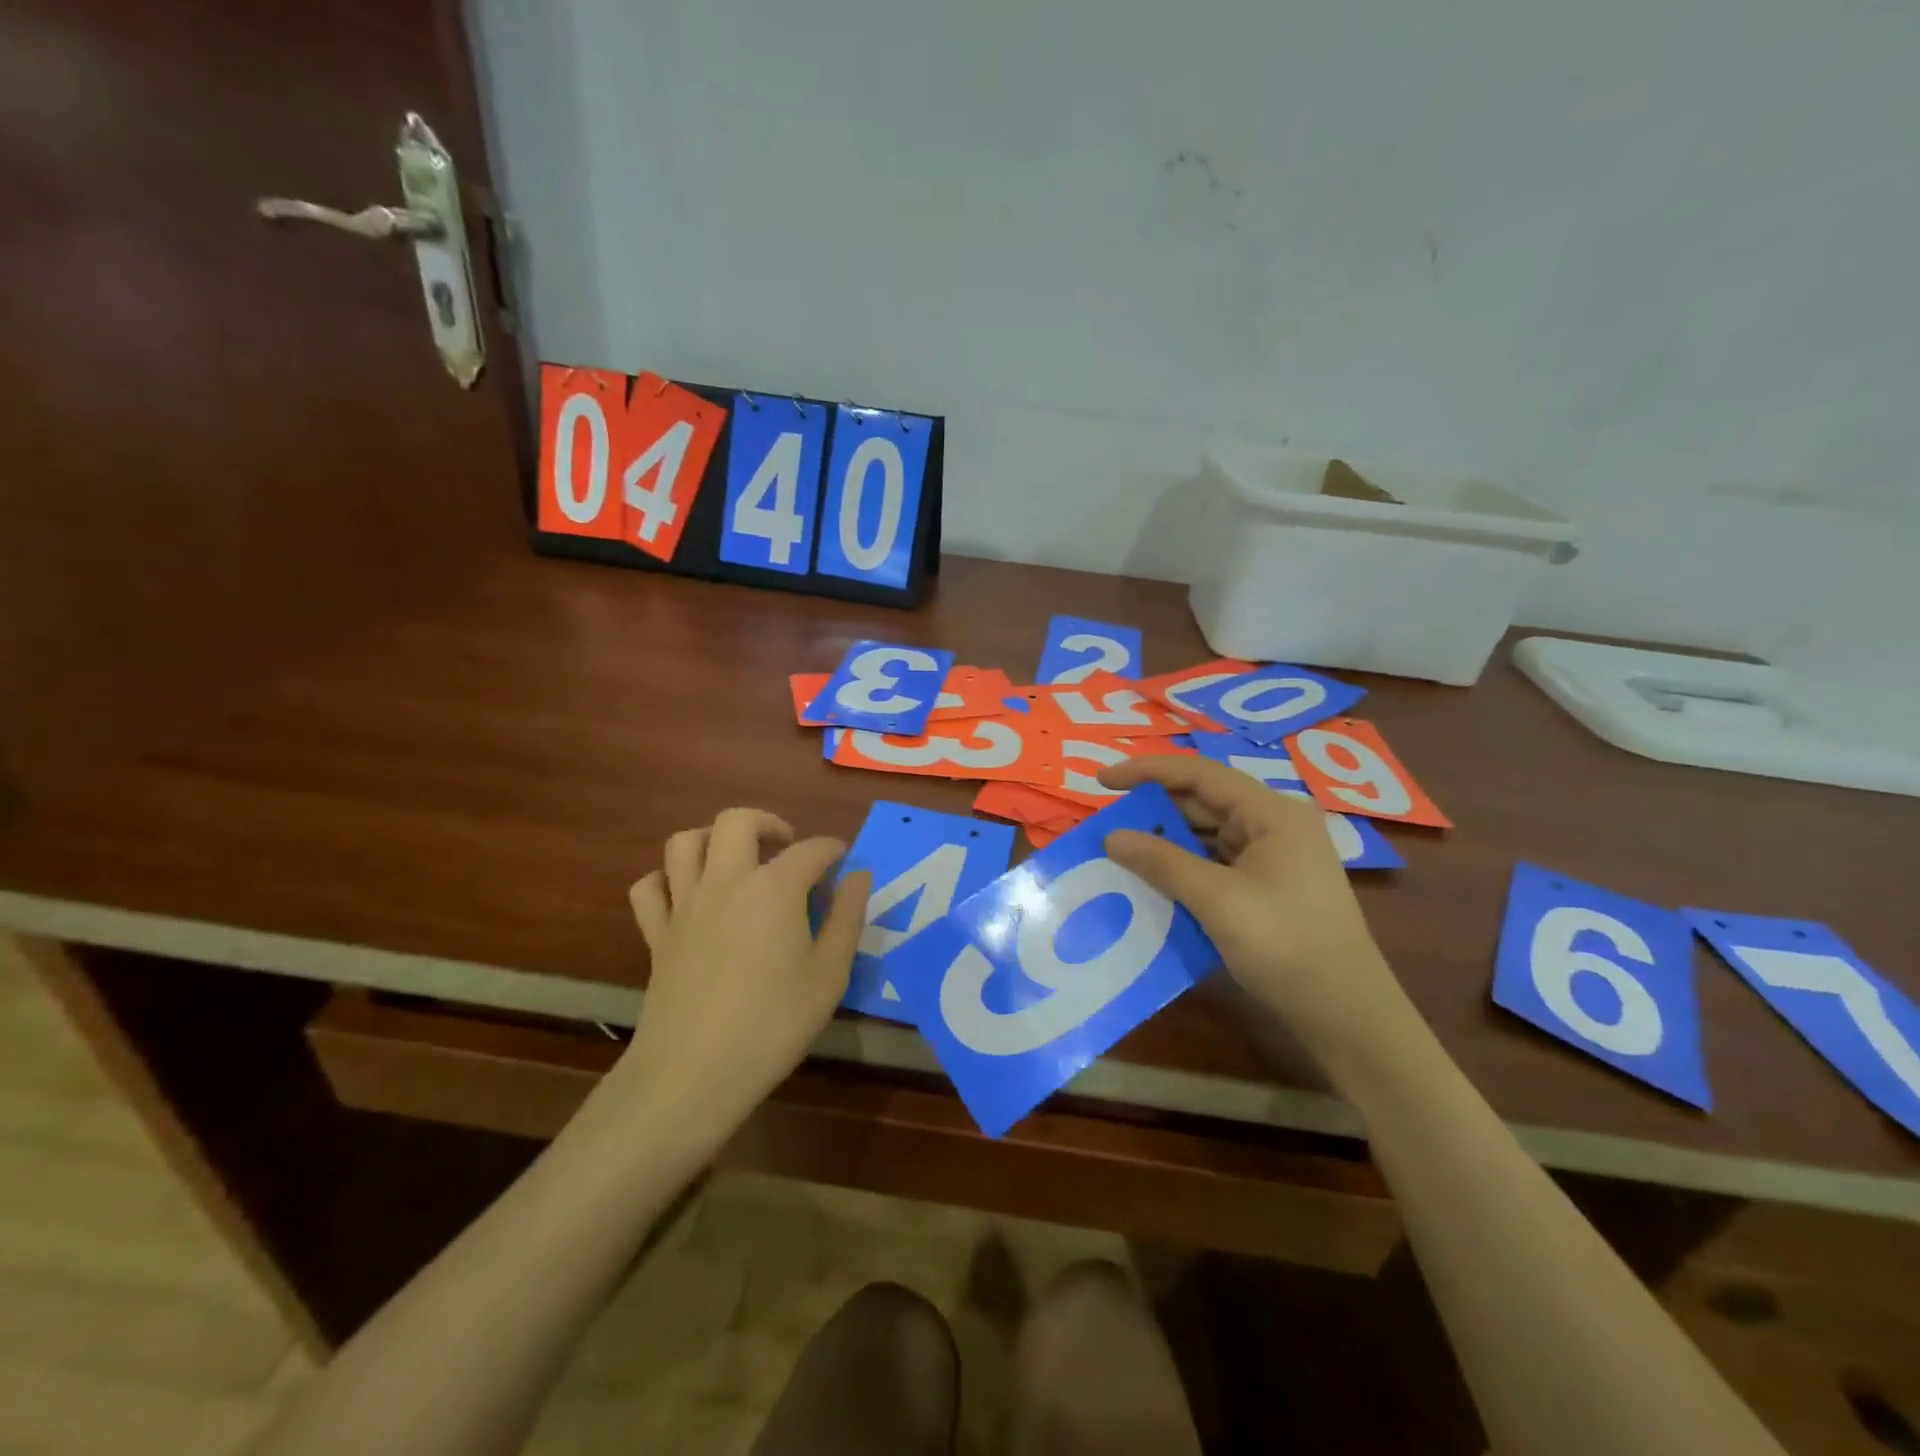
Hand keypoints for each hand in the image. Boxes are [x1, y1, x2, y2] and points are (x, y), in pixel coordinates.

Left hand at [622, 809, 870, 1143]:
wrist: (693, 1074)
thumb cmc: (773, 1024)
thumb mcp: (830, 975)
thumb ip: (847, 917)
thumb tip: (858, 875)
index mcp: (774, 888)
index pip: (810, 850)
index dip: (832, 850)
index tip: (843, 862)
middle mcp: (726, 881)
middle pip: (737, 821)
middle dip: (767, 822)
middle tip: (787, 847)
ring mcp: (684, 905)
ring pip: (685, 842)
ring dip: (712, 839)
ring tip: (736, 860)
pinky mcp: (656, 934)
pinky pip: (649, 887)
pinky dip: (667, 879)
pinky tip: (688, 895)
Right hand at [1097, 757, 1418, 1076]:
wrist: (1346, 1014)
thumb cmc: (1284, 945)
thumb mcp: (1216, 900)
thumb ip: (1161, 861)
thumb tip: (1111, 836)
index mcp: (1272, 813)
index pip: (1199, 774)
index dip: (1147, 771)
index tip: (1102, 781)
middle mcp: (1275, 825)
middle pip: (1204, 801)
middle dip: (1155, 809)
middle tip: (1107, 822)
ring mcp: (1275, 857)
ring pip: (1208, 833)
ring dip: (1167, 840)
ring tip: (1122, 849)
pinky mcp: (1269, 886)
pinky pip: (1217, 862)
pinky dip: (1184, 866)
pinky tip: (1155, 879)